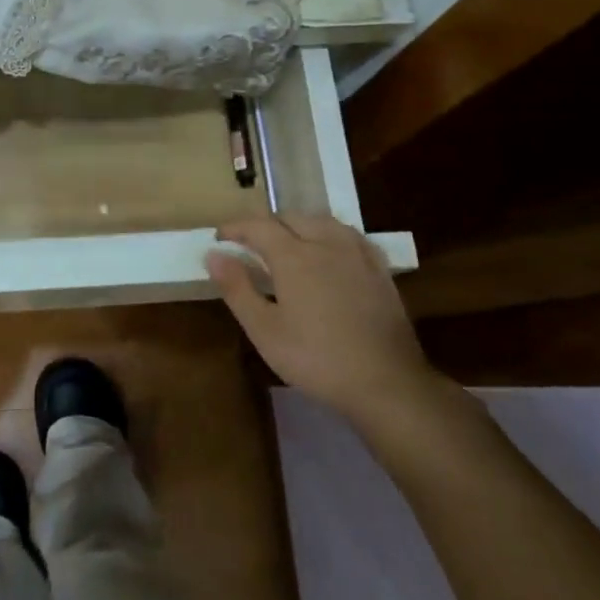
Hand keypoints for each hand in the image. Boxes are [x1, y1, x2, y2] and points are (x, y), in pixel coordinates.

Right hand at [206, 215, 442, 428]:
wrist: (386, 382)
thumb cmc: (316, 358)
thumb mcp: (264, 330)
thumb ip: (237, 288)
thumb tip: (213, 255)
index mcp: (294, 256)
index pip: (258, 226)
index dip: (235, 227)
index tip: (220, 237)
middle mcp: (326, 243)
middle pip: (291, 217)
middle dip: (266, 224)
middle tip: (250, 244)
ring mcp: (357, 254)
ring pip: (323, 221)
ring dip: (298, 225)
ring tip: (287, 243)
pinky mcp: (379, 270)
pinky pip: (350, 236)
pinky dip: (330, 234)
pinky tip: (330, 251)